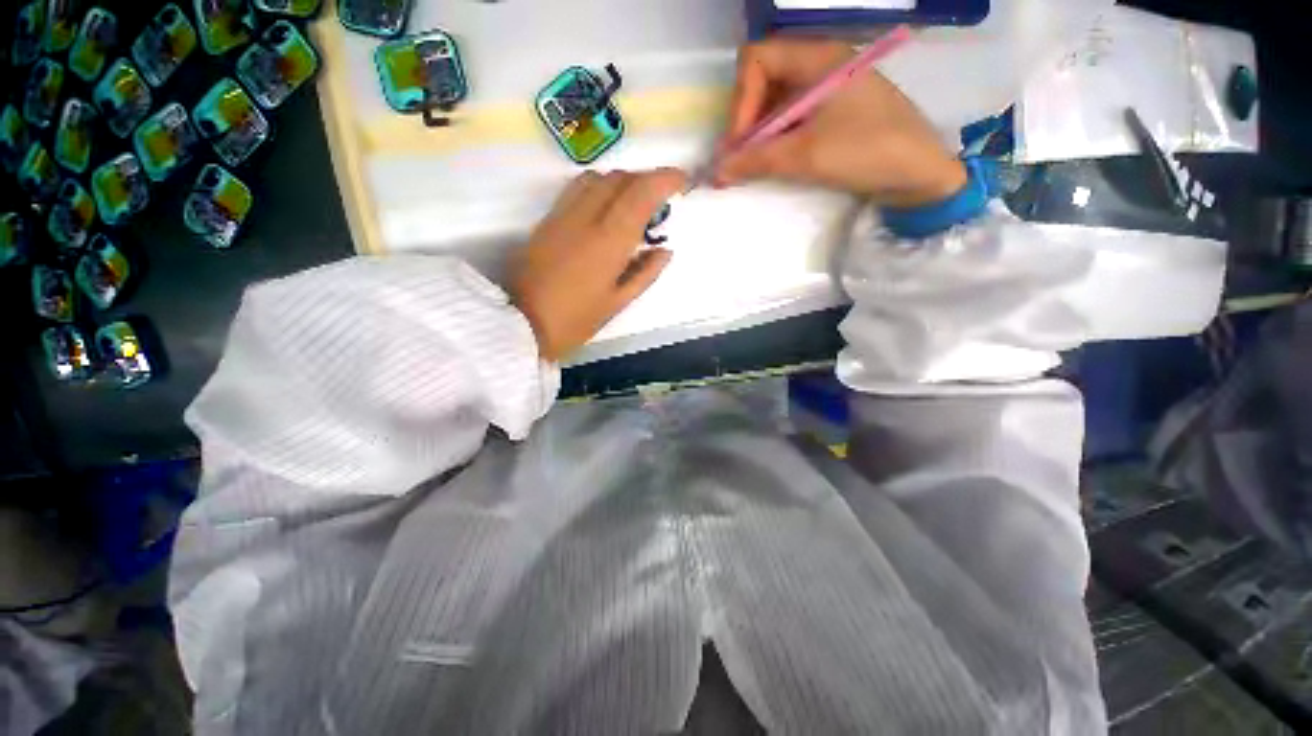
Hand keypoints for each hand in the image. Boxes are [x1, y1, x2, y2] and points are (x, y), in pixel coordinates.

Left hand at [511, 169, 686, 361]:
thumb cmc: (576, 319)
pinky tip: (605, 208)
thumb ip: (645, 273)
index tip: (682, 182)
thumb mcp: (618, 302)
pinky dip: (600, 187)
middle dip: (646, 179)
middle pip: (621, 178)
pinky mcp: (548, 219)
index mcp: (609, 240)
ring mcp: (563, 214)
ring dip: (622, 181)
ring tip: (634, 202)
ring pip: (598, 178)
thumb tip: (665, 250)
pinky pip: (578, 188)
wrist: (521, 323)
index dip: (665, 179)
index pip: (641, 192)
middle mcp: (587, 217)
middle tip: (661, 199)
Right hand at [718, 38, 966, 208]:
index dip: (740, 102)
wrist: (919, 175)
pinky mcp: (832, 112)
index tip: (739, 144)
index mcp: (818, 59)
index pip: (757, 61)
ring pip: (775, 102)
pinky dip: (775, 140)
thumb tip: (716, 171)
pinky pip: (791, 118)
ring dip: (758, 134)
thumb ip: (756, 160)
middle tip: (739, 160)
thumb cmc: (866, 152)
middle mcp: (820, 65)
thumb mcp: (806, 156)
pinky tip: (772, 163)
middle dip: (745, 121)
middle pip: (763, 80)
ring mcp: (827, 89)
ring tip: (751, 167)